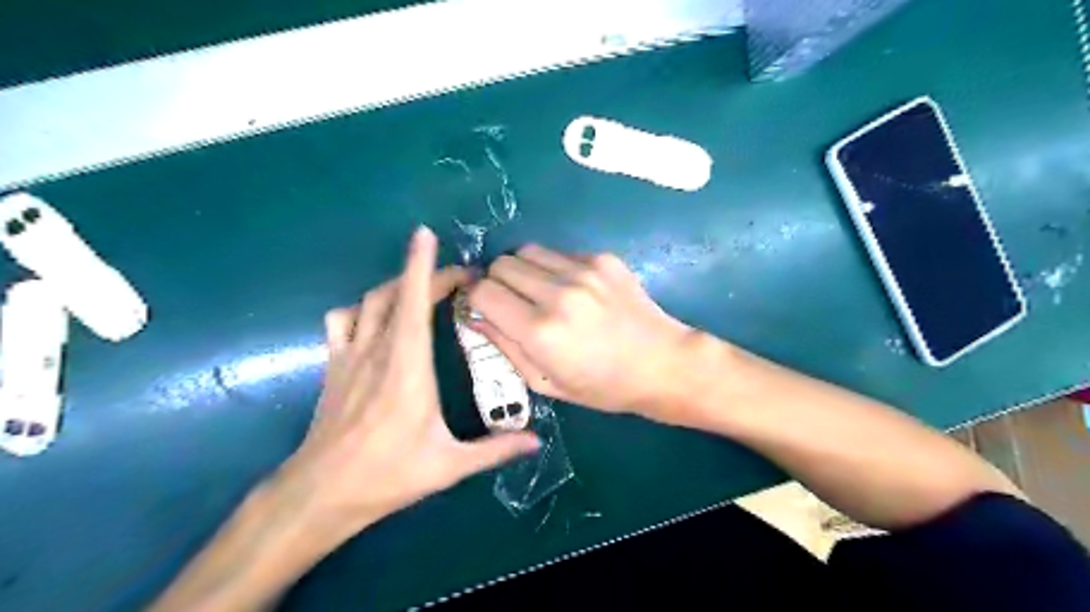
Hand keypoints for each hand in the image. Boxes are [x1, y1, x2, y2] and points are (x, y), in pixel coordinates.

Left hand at [274, 226, 541, 538]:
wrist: (320, 493)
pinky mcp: (333, 366)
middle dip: (424, 274)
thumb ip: (496, 449)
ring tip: (419, 291)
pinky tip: (376, 320)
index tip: (427, 235)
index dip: (421, 265)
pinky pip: (342, 320)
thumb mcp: (449, 465)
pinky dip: (361, 309)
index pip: (414, 301)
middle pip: (395, 293)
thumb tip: (536, 441)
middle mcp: (376, 350)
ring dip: (394, 287)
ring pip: (368, 301)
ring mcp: (349, 356)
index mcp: (408, 366)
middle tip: (457, 278)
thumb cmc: (388, 475)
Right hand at [464, 247, 692, 418]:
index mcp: (540, 331)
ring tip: (538, 291)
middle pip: (501, 265)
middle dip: (496, 282)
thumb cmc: (602, 386)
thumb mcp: (546, 382)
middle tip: (511, 302)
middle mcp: (558, 293)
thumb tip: (473, 315)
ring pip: (526, 250)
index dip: (475, 299)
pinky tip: (571, 288)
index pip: (482, 292)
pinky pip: (559, 252)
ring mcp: (583, 271)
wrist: (661, 363)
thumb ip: (505, 346)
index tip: (483, 309)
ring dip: (522, 270)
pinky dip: (552, 267)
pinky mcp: (602, 259)